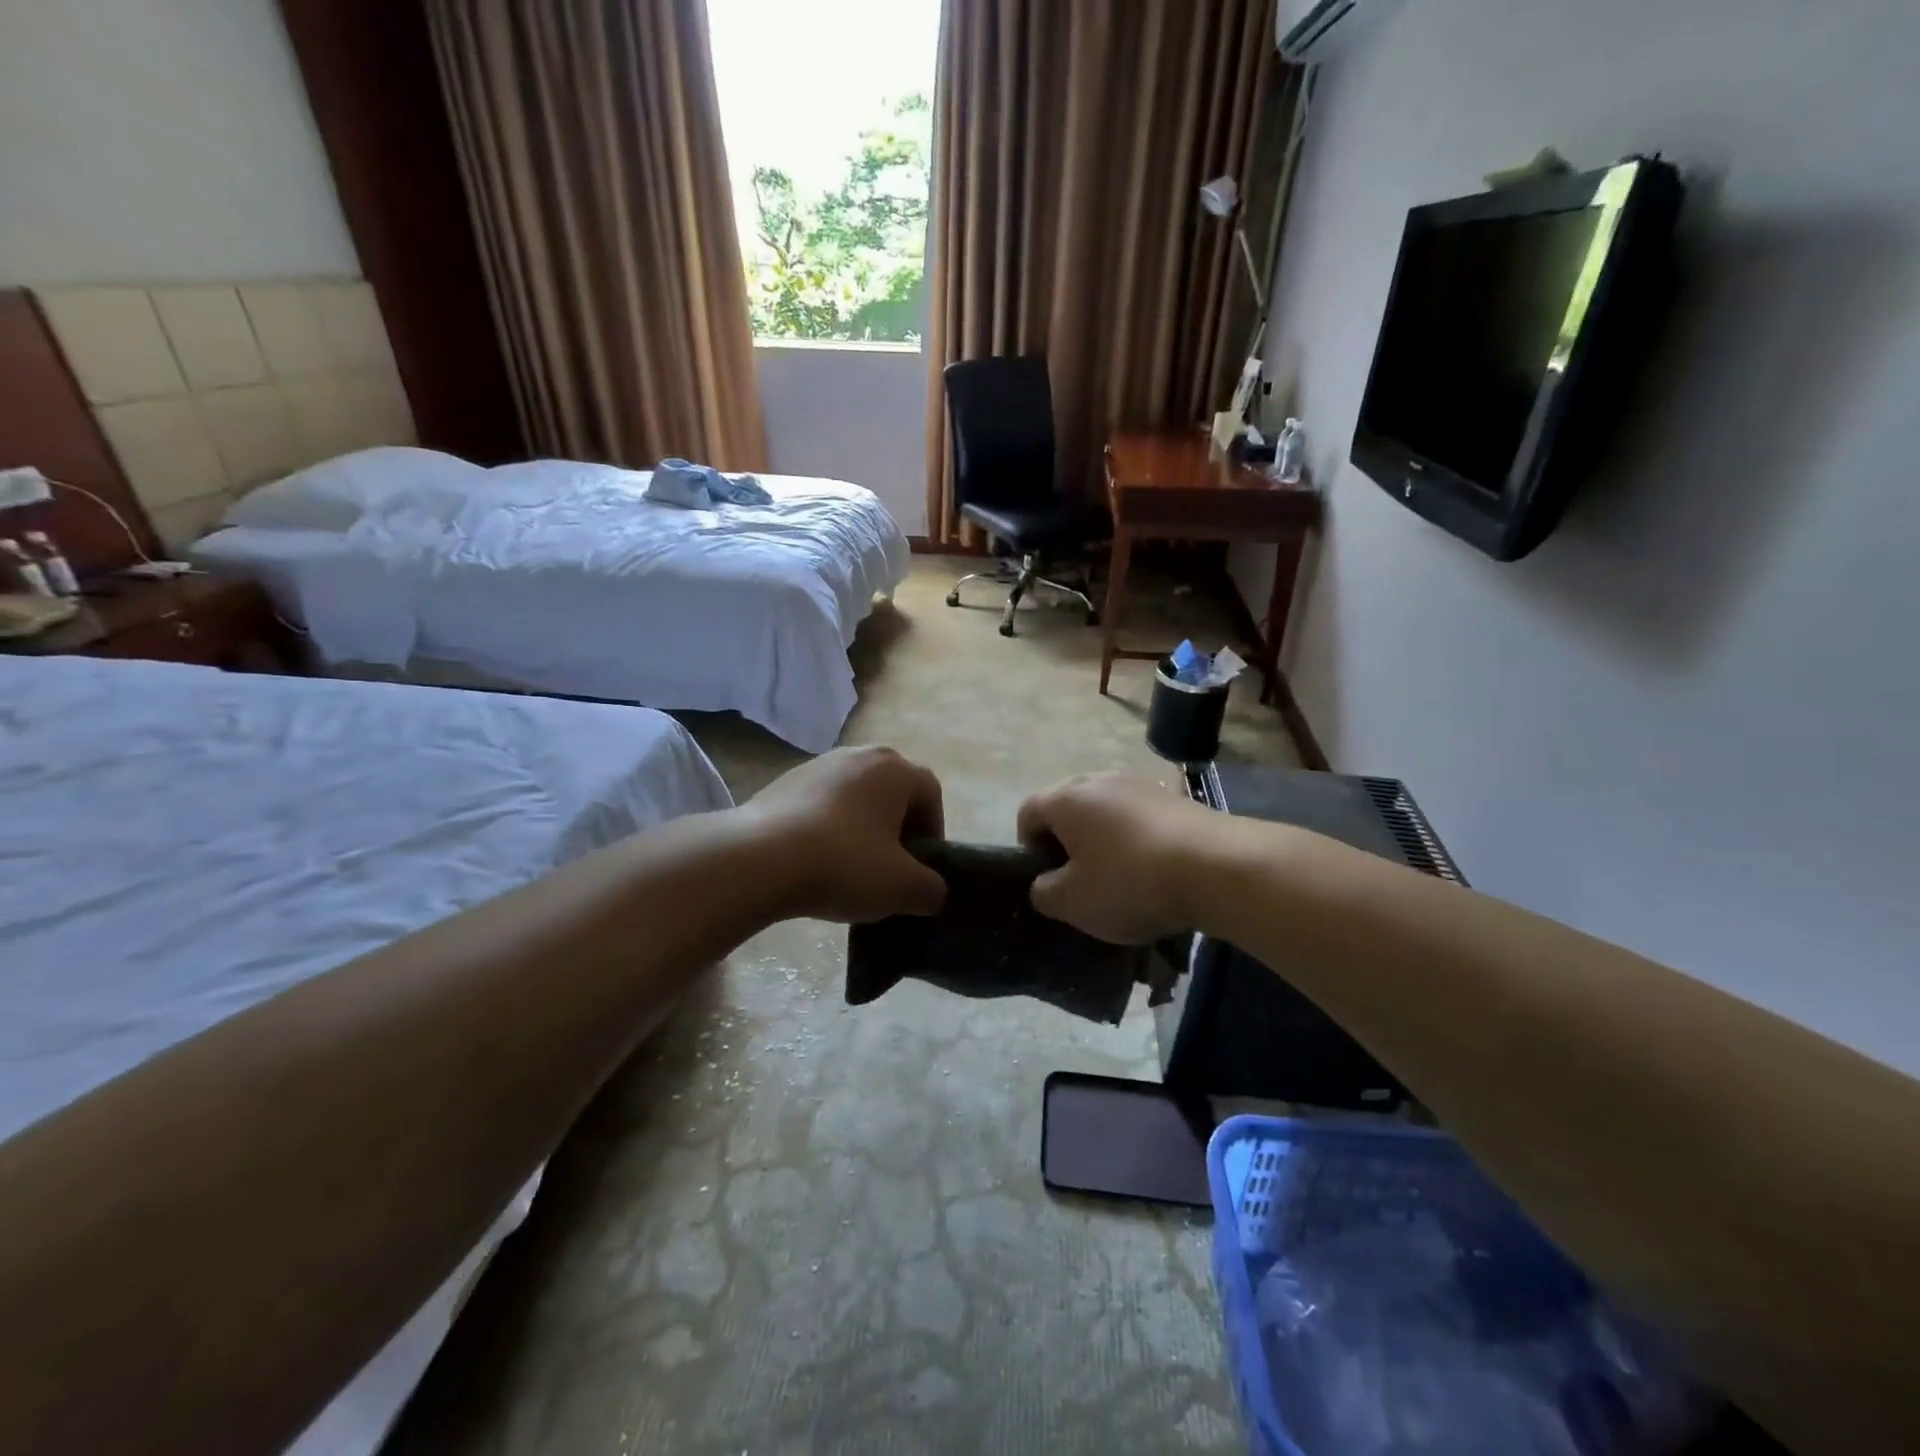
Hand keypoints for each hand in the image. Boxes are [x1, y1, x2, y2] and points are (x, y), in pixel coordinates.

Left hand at [740, 746, 947, 922]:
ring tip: (847, 868)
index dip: (932, 833)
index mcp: (896, 769)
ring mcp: (819, 764)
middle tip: (888, 868)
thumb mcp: (903, 888)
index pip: (930, 795)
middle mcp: (860, 754)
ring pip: (855, 797)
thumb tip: (932, 890)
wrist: (759, 859)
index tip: (919, 870)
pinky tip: (814, 860)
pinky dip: (827, 828)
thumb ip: (932, 889)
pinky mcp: (784, 780)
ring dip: (860, 828)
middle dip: (896, 829)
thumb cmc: (844, 864)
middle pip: (892, 793)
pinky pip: (821, 804)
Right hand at [1017, 772, 1221, 942]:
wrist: (1218, 867)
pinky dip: (1137, 839)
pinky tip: (1156, 870)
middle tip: (1082, 879)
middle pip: (1067, 807)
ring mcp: (1140, 784)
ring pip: (1106, 811)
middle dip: (1068, 841)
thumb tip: (1044, 884)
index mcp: (1065, 798)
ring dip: (1104, 839)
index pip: (1027, 812)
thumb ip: (1044, 893)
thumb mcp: (1072, 903)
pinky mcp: (1175, 796)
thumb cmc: (1130, 882)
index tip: (1050, 878)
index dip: (1028, 847)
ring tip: (1123, 877)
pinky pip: (1140, 817)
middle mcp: (1098, 780)